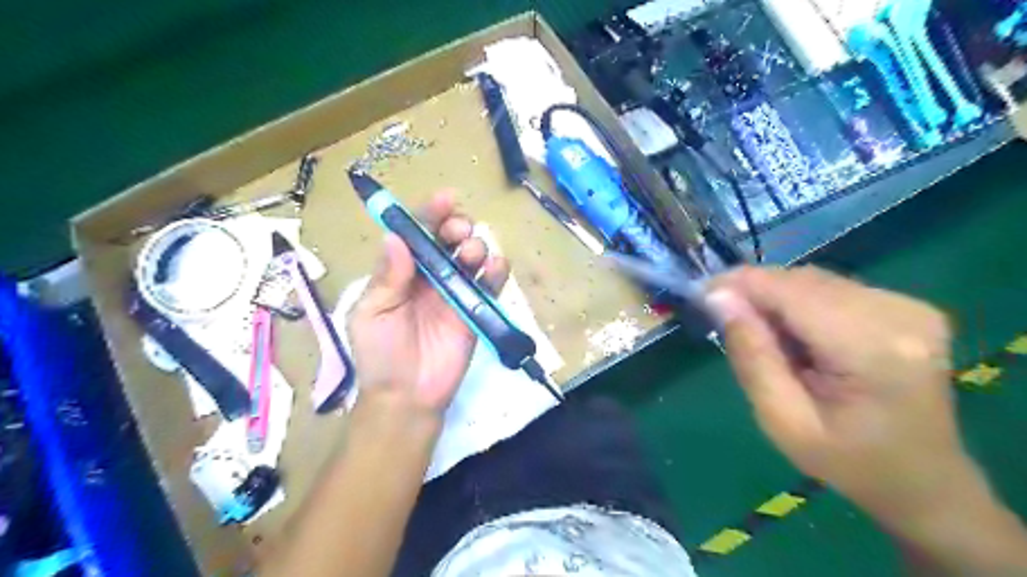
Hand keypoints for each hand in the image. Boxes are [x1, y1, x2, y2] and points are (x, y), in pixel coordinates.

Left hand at [349, 191, 509, 415]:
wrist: (407, 396)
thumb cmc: (381, 354)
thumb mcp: (372, 313)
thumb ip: (387, 277)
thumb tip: (395, 237)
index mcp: (401, 271)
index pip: (417, 234)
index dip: (429, 213)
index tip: (444, 199)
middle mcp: (431, 275)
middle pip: (448, 238)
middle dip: (456, 225)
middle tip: (458, 231)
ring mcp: (456, 291)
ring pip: (472, 255)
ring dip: (475, 245)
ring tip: (470, 254)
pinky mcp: (477, 309)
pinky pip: (491, 284)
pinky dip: (497, 270)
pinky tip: (495, 266)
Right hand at [703, 269, 968, 525]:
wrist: (924, 481)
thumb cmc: (848, 462)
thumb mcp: (782, 420)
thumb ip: (751, 355)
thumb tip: (718, 298)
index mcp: (874, 349)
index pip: (791, 291)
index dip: (740, 284)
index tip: (699, 294)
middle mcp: (899, 314)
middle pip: (802, 280)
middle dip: (755, 293)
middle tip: (723, 320)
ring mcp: (909, 306)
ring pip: (813, 280)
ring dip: (776, 299)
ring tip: (760, 334)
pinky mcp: (906, 306)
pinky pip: (831, 289)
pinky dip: (799, 303)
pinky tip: (794, 335)